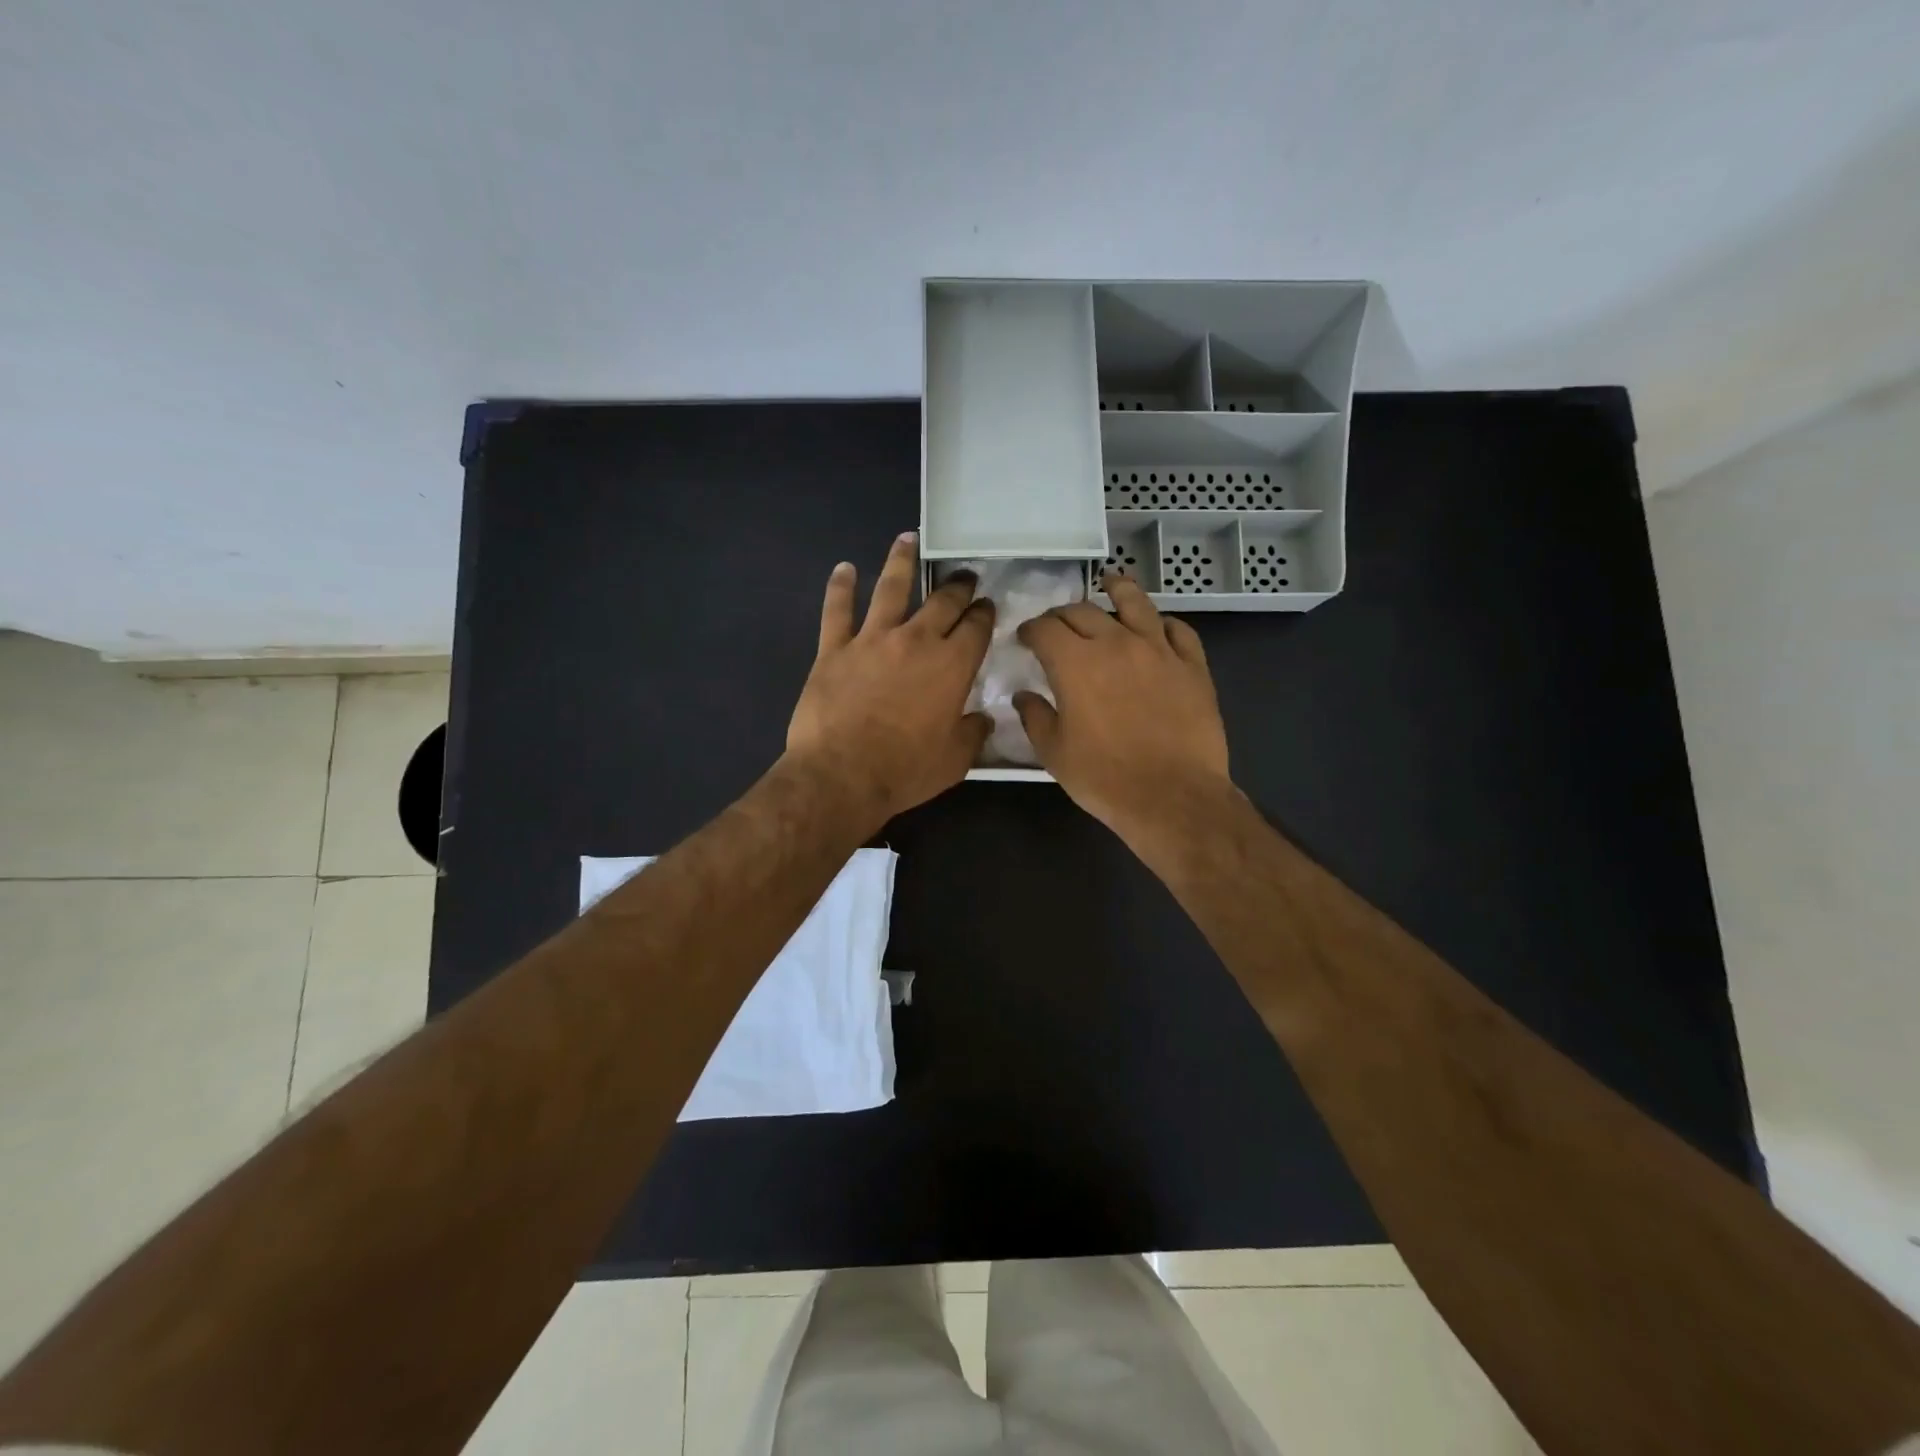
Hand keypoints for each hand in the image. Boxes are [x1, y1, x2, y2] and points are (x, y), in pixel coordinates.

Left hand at [786, 533, 993, 826]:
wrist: (841, 775)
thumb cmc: (905, 771)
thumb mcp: (954, 760)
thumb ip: (972, 734)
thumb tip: (983, 719)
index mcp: (952, 666)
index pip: (976, 628)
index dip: (984, 613)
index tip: (986, 605)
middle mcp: (916, 641)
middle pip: (942, 602)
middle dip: (957, 585)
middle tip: (963, 576)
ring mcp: (872, 639)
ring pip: (891, 588)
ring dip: (902, 561)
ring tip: (908, 539)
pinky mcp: (834, 649)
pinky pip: (837, 610)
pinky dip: (840, 587)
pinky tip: (844, 568)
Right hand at [1014, 573, 1231, 840]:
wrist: (1172, 797)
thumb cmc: (1104, 778)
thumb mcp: (1054, 753)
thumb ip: (1035, 716)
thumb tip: (1024, 696)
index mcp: (1076, 662)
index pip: (1045, 629)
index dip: (1030, 629)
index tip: (1025, 638)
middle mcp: (1116, 643)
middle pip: (1083, 611)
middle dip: (1062, 615)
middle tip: (1056, 626)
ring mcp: (1159, 650)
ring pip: (1135, 603)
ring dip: (1117, 590)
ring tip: (1111, 583)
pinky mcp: (1192, 665)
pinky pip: (1179, 630)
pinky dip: (1162, 623)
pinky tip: (1157, 626)